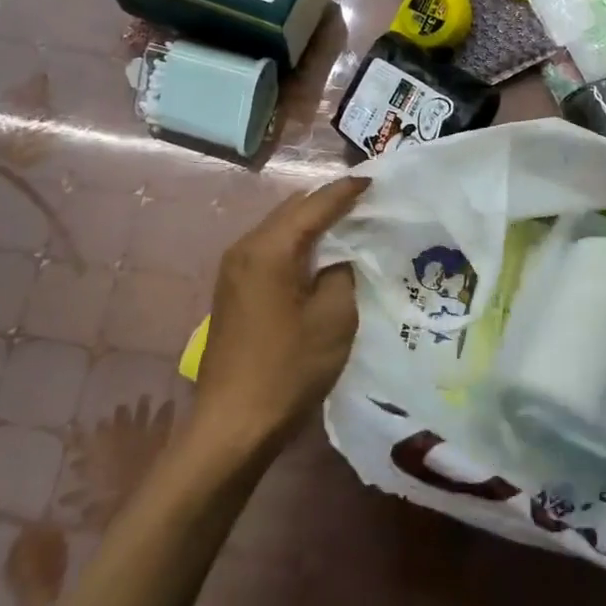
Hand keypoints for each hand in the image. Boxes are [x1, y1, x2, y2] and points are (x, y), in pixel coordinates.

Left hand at [190, 177, 367, 460]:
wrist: (233, 424)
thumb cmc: (288, 368)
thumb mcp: (333, 318)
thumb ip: (341, 274)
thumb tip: (337, 260)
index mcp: (269, 248)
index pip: (314, 206)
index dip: (345, 192)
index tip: (373, 180)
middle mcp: (245, 248)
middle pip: (292, 210)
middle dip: (327, 203)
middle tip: (364, 203)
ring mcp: (233, 269)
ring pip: (279, 229)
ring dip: (310, 224)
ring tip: (346, 225)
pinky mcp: (232, 290)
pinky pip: (269, 250)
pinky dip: (295, 244)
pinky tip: (317, 257)